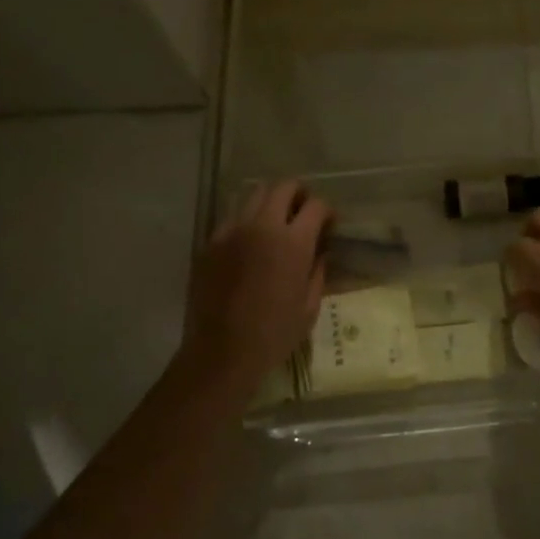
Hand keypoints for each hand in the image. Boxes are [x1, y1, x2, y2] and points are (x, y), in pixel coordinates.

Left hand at [184, 181, 331, 383]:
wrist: (221, 352)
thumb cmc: (274, 334)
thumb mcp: (309, 306)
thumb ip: (318, 271)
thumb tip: (320, 252)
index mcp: (293, 242)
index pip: (316, 205)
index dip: (327, 211)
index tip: (329, 224)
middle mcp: (262, 226)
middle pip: (283, 186)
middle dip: (299, 194)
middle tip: (303, 212)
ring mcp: (232, 231)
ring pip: (254, 195)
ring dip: (271, 202)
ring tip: (275, 223)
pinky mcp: (210, 243)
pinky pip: (232, 218)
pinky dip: (246, 221)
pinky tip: (249, 243)